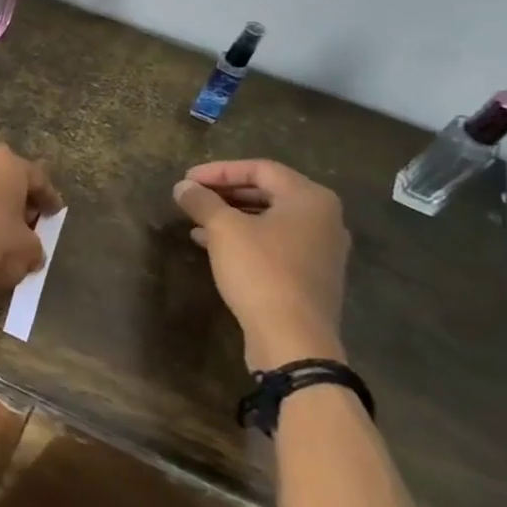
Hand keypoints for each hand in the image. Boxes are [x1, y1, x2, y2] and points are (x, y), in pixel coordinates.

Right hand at [172, 160, 349, 371]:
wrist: (293, 337)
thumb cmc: (261, 271)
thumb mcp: (223, 230)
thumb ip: (202, 202)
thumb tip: (183, 186)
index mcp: (310, 198)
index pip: (260, 168)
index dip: (219, 170)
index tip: (187, 179)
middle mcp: (324, 218)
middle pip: (268, 192)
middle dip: (225, 193)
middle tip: (192, 197)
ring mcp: (322, 249)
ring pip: (269, 219)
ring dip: (231, 216)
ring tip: (195, 220)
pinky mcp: (311, 275)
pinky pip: (274, 243)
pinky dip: (244, 238)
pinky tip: (212, 246)